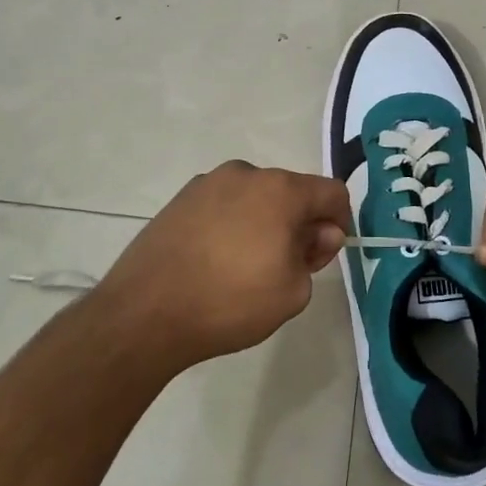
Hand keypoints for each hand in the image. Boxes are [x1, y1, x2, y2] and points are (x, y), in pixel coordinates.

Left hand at [97, 161, 350, 368]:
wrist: (145, 312)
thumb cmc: (230, 302)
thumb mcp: (293, 291)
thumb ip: (316, 254)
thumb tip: (319, 232)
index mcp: (280, 189)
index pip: (331, 192)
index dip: (339, 221)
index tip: (324, 253)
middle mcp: (245, 173)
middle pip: (291, 192)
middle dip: (300, 223)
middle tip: (288, 266)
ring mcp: (207, 183)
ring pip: (254, 197)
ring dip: (264, 222)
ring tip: (246, 267)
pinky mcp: (180, 199)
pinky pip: (223, 205)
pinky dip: (232, 225)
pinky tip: (216, 261)